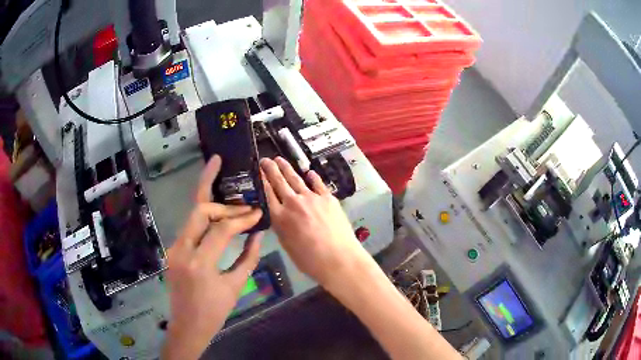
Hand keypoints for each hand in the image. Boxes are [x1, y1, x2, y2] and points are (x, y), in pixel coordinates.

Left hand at [162, 156, 263, 359]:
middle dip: (222, 203)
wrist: (188, 326)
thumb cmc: (214, 312)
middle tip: (241, 200)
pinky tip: (218, 216)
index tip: (257, 213)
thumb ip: (248, 258)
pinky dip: (205, 220)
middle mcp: (181, 250)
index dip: (242, 219)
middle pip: (199, 211)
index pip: (221, 229)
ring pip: (192, 216)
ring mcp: (174, 248)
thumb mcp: (235, 286)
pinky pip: (190, 228)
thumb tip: (258, 234)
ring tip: (230, 197)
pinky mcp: (173, 250)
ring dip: (212, 206)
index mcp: (199, 263)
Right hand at [259, 157, 369, 287]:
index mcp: (280, 217)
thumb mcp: (287, 245)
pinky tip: (309, 172)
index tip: (257, 170)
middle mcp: (293, 203)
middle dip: (271, 169)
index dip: (262, 180)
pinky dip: (312, 177)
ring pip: (296, 179)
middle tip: (265, 159)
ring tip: (280, 159)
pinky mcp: (328, 198)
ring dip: (287, 168)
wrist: (339, 258)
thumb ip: (281, 227)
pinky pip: (318, 184)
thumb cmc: (310, 260)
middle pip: (280, 182)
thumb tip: (280, 215)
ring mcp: (312, 198)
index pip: (268, 193)